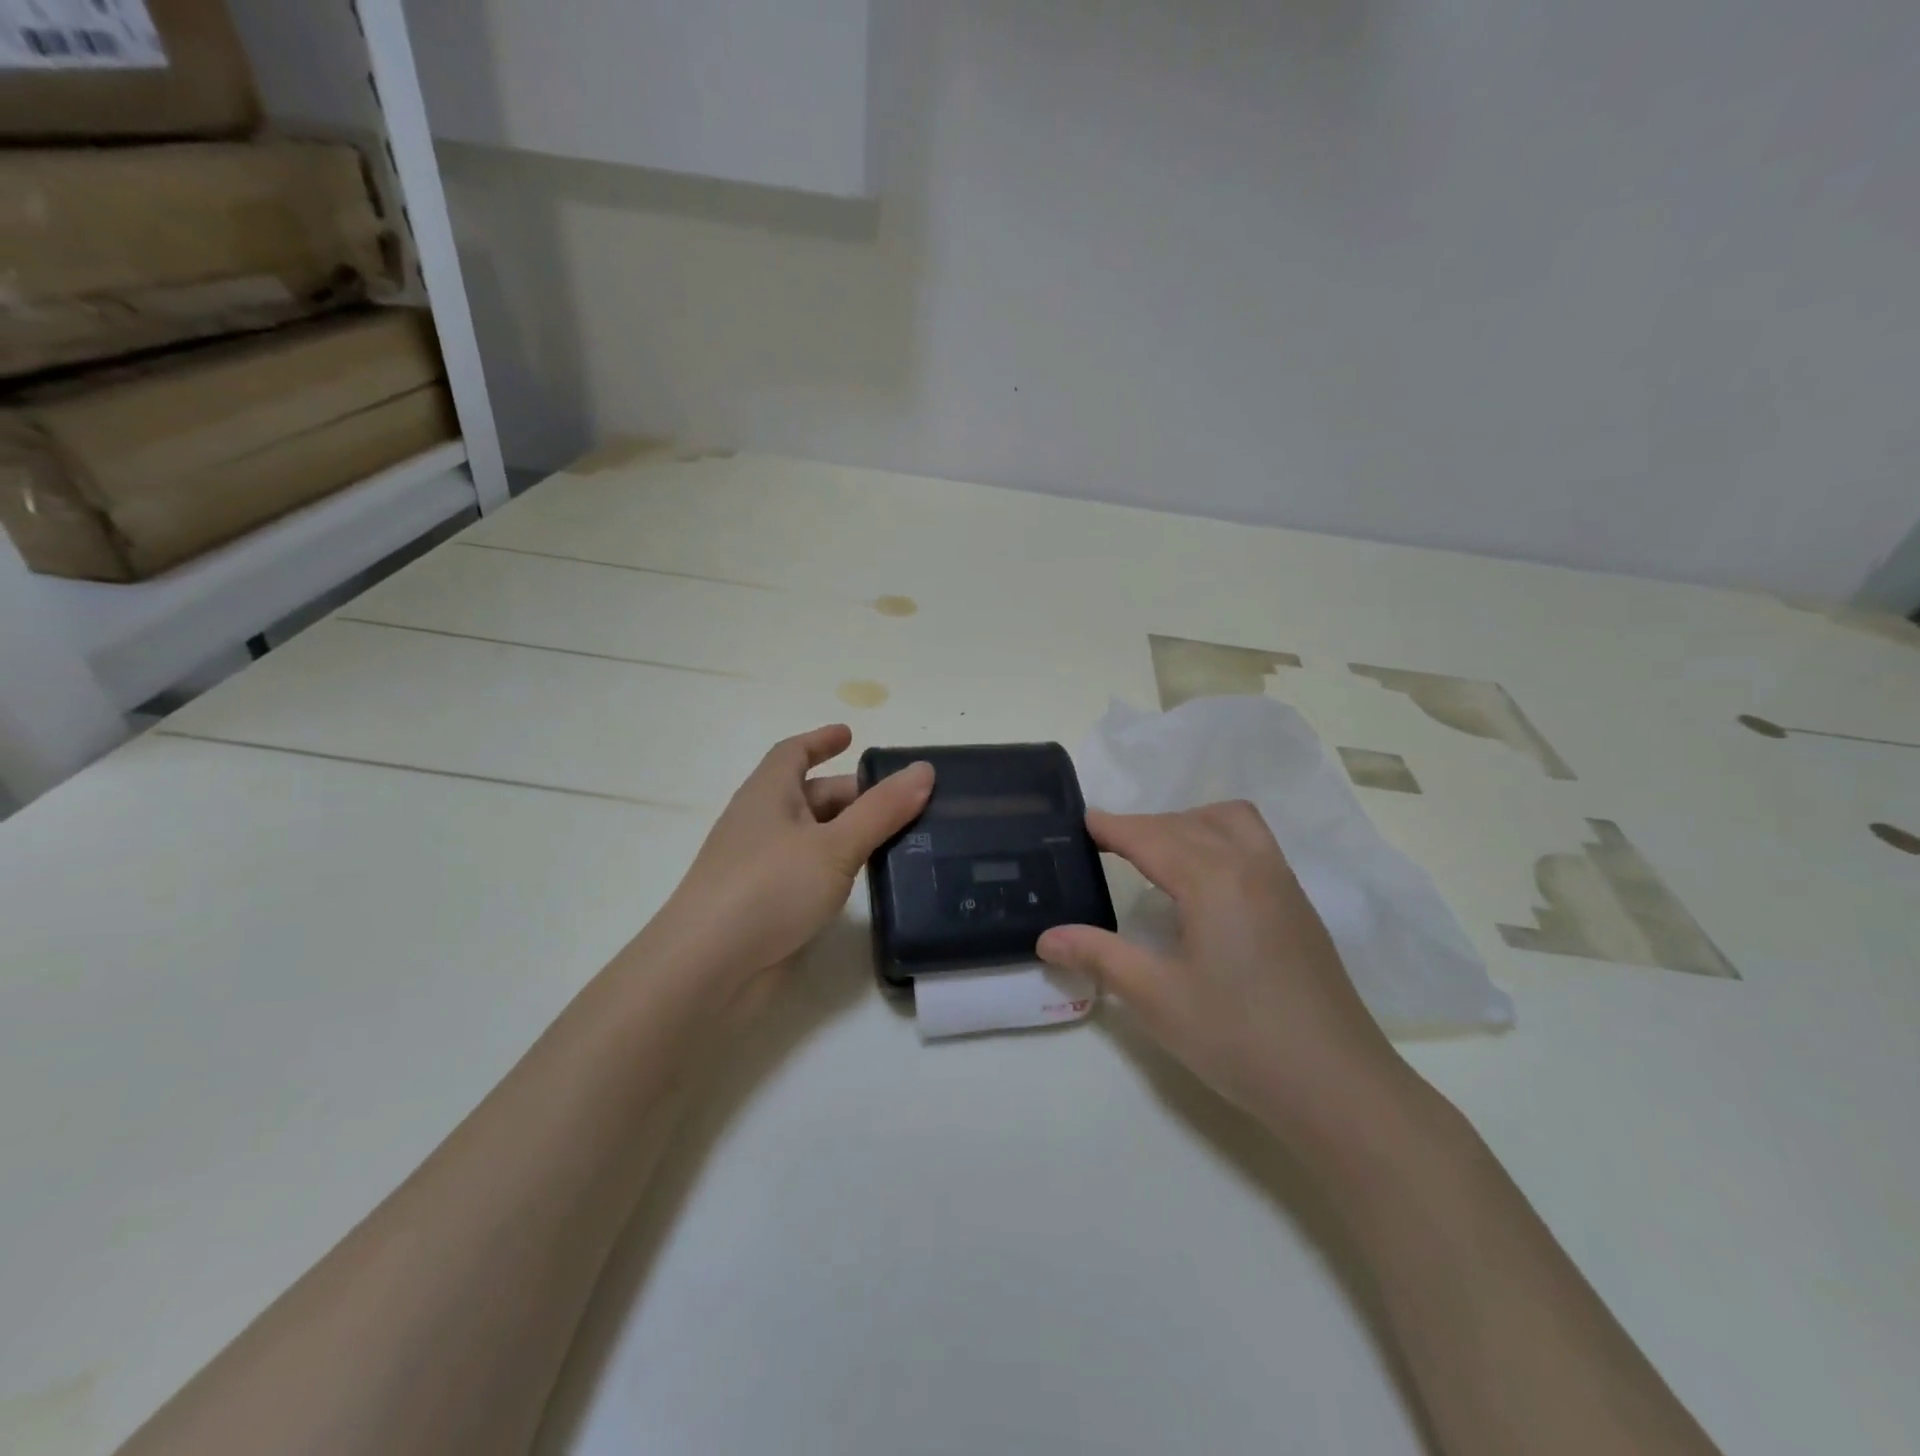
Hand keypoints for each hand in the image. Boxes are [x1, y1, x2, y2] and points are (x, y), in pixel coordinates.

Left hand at [642, 724, 932, 1007]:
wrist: (708, 970)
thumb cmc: (769, 888)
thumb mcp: (835, 844)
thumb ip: (881, 810)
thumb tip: (923, 770)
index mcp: (768, 794)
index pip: (793, 753)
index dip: (821, 741)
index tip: (851, 735)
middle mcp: (762, 823)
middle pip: (811, 796)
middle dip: (854, 794)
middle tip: (904, 803)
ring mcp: (762, 867)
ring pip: (814, 837)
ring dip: (850, 832)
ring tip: (900, 839)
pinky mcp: (769, 905)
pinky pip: (811, 872)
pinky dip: (839, 867)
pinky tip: (867, 880)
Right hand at [1037, 802, 1406, 1144]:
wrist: (1339, 1088)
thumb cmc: (1239, 1039)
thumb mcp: (1156, 998)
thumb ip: (1099, 956)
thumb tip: (1046, 937)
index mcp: (1214, 880)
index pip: (1151, 837)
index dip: (1113, 827)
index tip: (1081, 822)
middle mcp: (1251, 866)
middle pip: (1188, 823)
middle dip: (1144, 826)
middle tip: (1107, 847)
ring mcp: (1283, 884)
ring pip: (1231, 823)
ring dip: (1189, 823)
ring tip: (1159, 855)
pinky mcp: (1299, 908)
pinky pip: (1253, 845)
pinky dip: (1218, 840)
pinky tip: (1204, 885)